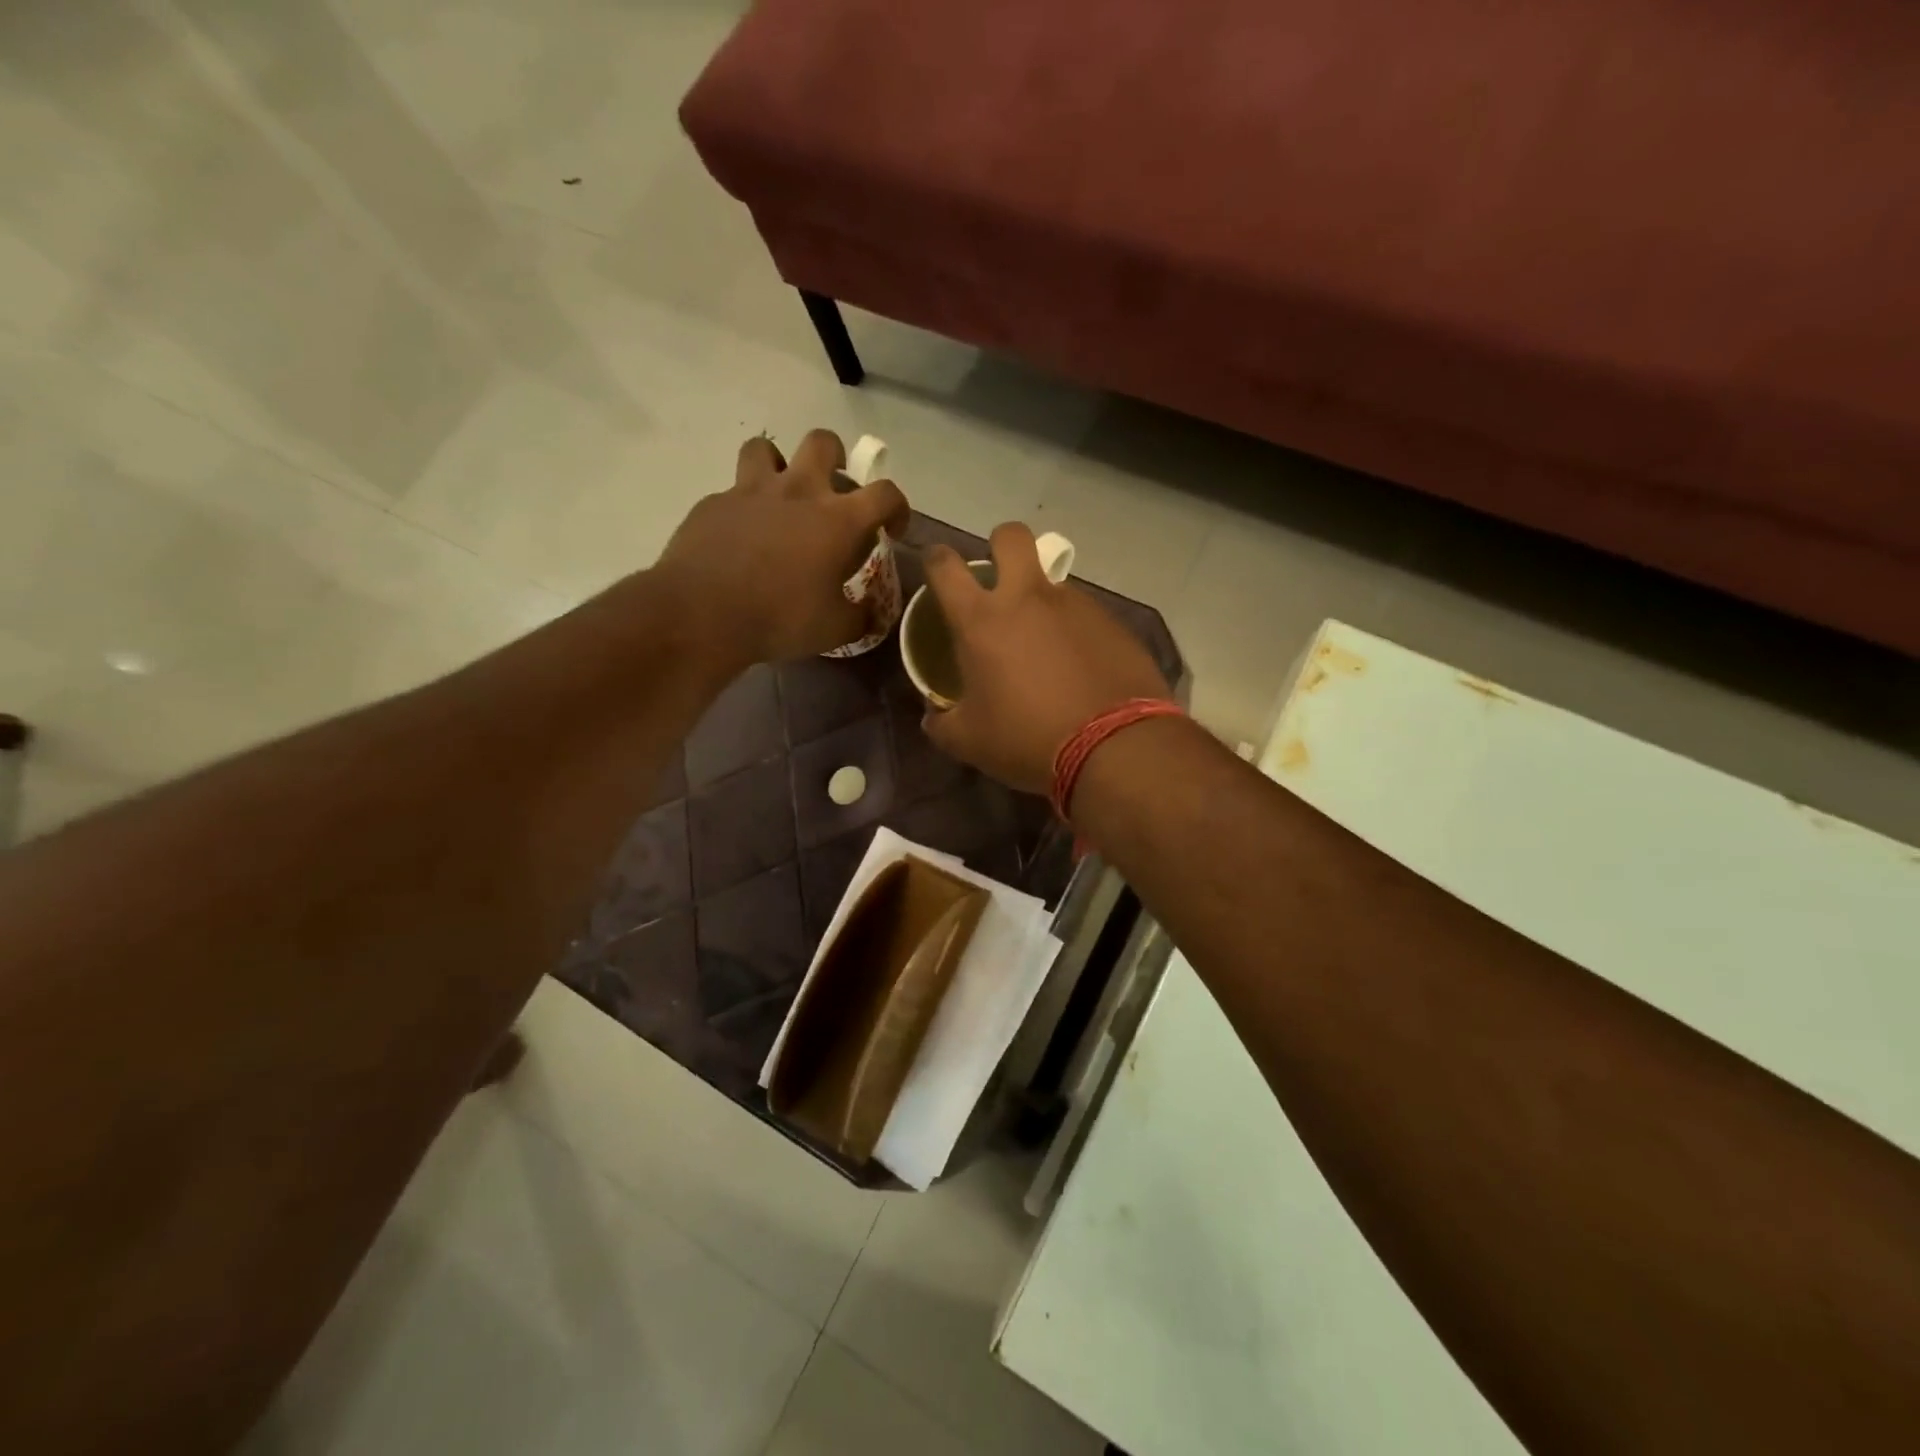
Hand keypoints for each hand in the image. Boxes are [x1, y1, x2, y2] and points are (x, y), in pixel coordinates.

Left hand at [657, 430, 908, 661]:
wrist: (703, 613)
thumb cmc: (781, 618)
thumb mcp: (835, 629)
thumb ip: (859, 616)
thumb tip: (870, 614)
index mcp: (838, 520)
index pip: (885, 493)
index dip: (897, 508)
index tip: (890, 530)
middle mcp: (798, 491)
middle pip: (823, 442)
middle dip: (836, 457)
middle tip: (833, 488)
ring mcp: (751, 491)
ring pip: (767, 449)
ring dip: (779, 465)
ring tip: (780, 495)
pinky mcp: (714, 503)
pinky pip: (733, 491)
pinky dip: (743, 506)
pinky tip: (741, 536)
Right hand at [920, 523, 1171, 795]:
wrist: (1114, 747)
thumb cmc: (1027, 739)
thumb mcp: (969, 742)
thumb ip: (942, 723)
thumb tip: (933, 717)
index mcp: (982, 620)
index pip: (945, 565)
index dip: (935, 559)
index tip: (937, 570)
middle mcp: (1028, 598)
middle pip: (1010, 536)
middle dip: (999, 546)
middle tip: (999, 580)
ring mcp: (1075, 605)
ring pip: (1051, 580)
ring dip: (1041, 601)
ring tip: (1046, 649)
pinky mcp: (1112, 622)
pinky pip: (1084, 613)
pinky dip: (1075, 631)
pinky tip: (1080, 668)